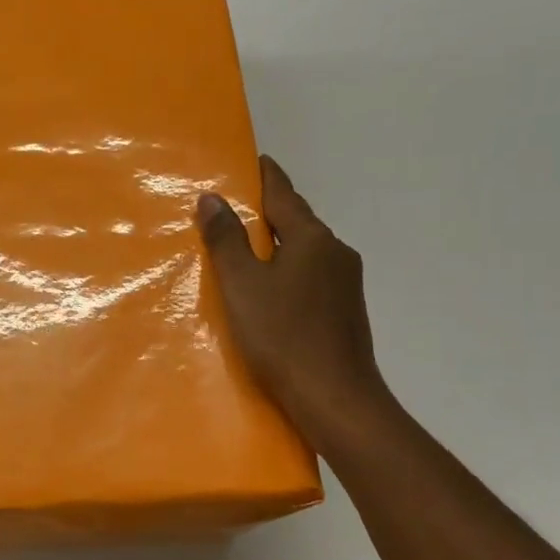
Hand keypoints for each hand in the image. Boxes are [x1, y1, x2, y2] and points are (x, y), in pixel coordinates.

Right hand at [196, 154, 390, 442]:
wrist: (335, 399)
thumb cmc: (282, 336)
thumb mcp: (242, 285)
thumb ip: (226, 240)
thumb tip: (212, 197)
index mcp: (313, 239)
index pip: (284, 194)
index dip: (265, 176)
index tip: (253, 160)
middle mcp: (336, 252)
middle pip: (297, 222)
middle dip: (268, 212)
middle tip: (235, 208)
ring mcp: (346, 283)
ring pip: (305, 252)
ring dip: (279, 244)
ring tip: (246, 249)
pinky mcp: (346, 311)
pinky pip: (311, 276)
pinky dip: (288, 271)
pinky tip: (271, 290)